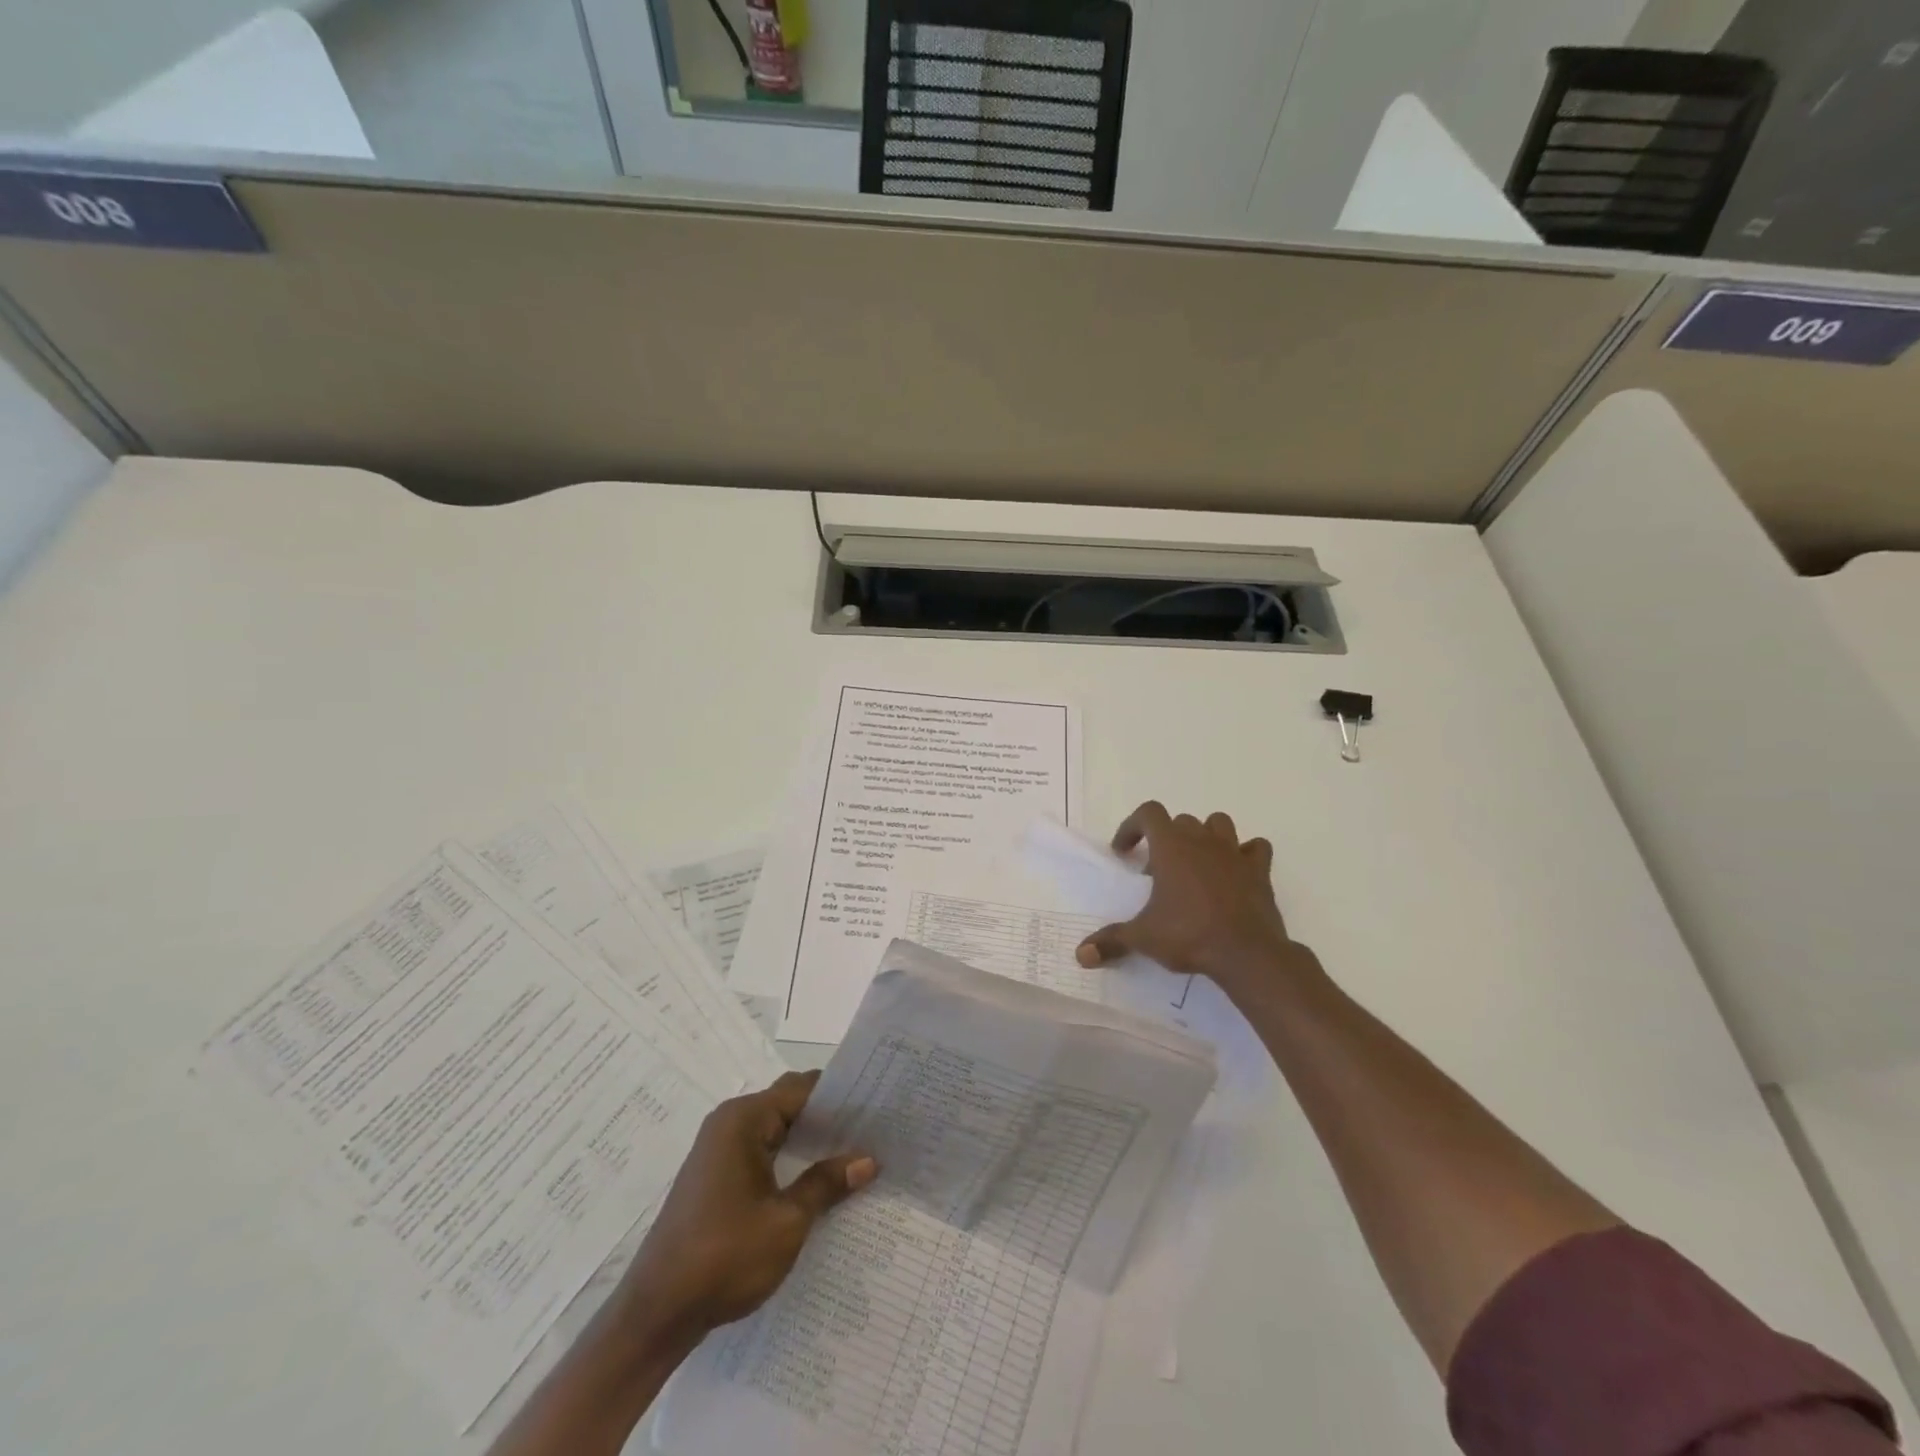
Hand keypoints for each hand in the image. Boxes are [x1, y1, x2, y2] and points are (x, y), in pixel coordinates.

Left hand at [618, 1071, 875, 1344]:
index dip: (839, 1094)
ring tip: (854, 1155)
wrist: (655, 1315)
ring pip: (776, 1131)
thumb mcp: (787, 1222)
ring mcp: (719, 1151)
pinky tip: (817, 1182)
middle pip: (788, 1105)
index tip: (877, 1102)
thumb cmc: (723, 1258)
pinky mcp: (716, 1178)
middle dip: (828, 1118)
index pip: (802, 1089)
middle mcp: (729, 1124)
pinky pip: (762, 1152)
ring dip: (809, 1142)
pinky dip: (790, 1161)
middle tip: (873, 1130)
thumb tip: (868, 1159)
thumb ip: (826, 1184)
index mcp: (743, 1120)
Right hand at [1074, 801, 1316, 996]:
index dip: (1132, 827)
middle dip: (1167, 839)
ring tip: (1196, 864)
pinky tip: (1235, 872)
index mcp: (1171, 846)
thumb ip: (1111, 941)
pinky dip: (1245, 854)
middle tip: (1158, 872)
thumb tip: (1081, 955)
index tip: (1124, 852)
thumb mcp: (1143, 937)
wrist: (1246, 953)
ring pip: (1219, 824)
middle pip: (1181, 821)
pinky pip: (1255, 848)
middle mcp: (1202, 840)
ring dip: (1206, 836)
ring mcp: (1234, 852)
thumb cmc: (1189, 935)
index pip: (1148, 813)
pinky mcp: (1259, 870)